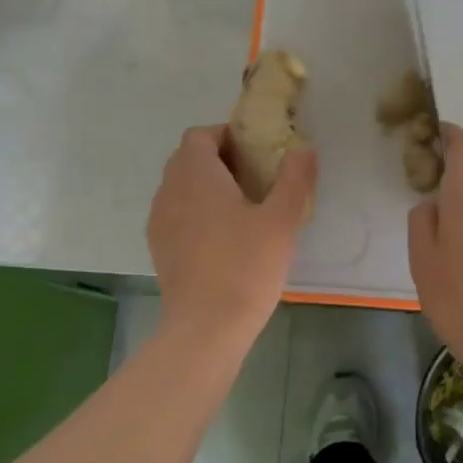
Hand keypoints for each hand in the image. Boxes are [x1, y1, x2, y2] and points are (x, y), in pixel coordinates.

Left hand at [147, 126, 316, 353]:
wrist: (206, 328)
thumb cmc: (246, 266)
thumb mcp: (281, 220)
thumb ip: (294, 178)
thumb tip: (303, 148)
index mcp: (195, 174)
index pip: (201, 135)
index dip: (227, 135)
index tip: (258, 153)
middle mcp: (169, 190)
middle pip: (188, 159)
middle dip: (220, 160)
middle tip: (257, 179)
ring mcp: (159, 221)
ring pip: (181, 188)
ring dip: (207, 187)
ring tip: (242, 209)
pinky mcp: (159, 248)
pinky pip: (177, 214)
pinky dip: (197, 212)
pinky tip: (224, 238)